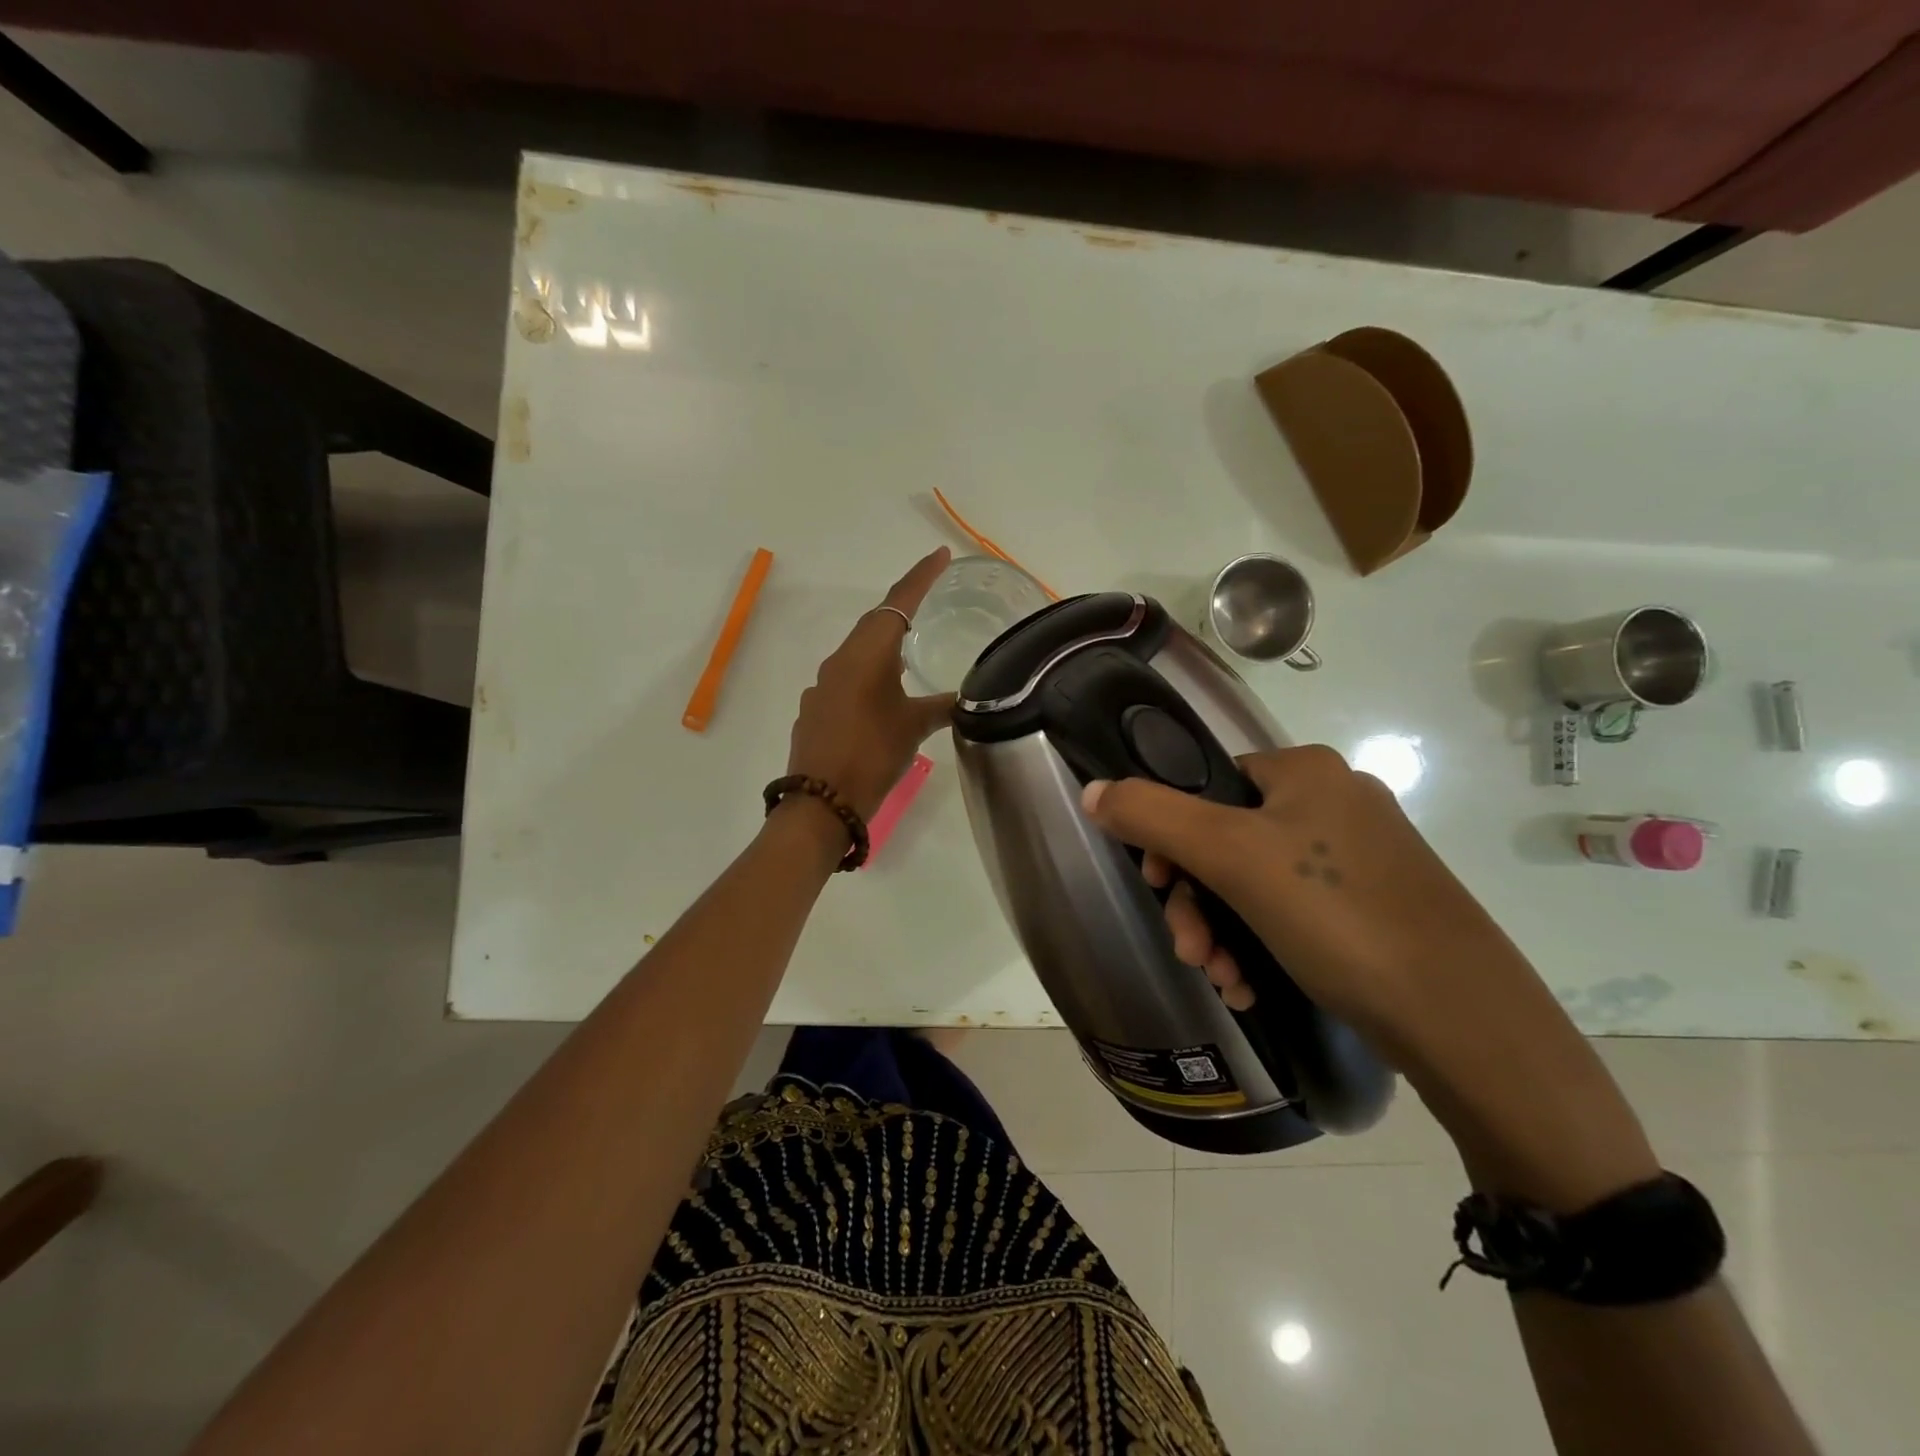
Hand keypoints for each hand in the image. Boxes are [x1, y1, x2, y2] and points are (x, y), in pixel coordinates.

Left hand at [786, 547, 955, 820]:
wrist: (821, 801)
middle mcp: (839, 661)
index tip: (940, 556)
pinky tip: (881, 696)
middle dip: (903, 609)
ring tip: (911, 651)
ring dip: (884, 646)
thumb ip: (943, 706)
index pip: (897, 604)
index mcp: (866, 655)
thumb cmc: (872, 755)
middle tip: (931, 598)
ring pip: (858, 653)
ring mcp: (823, 686)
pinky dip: (868, 676)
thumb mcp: (915, 728)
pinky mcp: (816, 709)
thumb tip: (969, 698)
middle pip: (875, 624)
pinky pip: (846, 679)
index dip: (920, 578)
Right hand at [1079, 746, 1534, 1057]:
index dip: (1169, 836)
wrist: (1462, 1017)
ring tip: (1223, 980)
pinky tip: (1252, 987)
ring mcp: (1361, 856)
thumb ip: (1152, 815)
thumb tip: (1092, 790)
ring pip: (1257, 883)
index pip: (1206, 784)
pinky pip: (1294, 912)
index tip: (1159, 886)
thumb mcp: (1230, 857)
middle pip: (1227, 840)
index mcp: (1304, 771)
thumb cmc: (1335, 914)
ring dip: (1223, 931)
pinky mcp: (1376, 905)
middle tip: (1190, 952)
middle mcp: (1334, 801)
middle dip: (1197, 901)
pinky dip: (1261, 945)